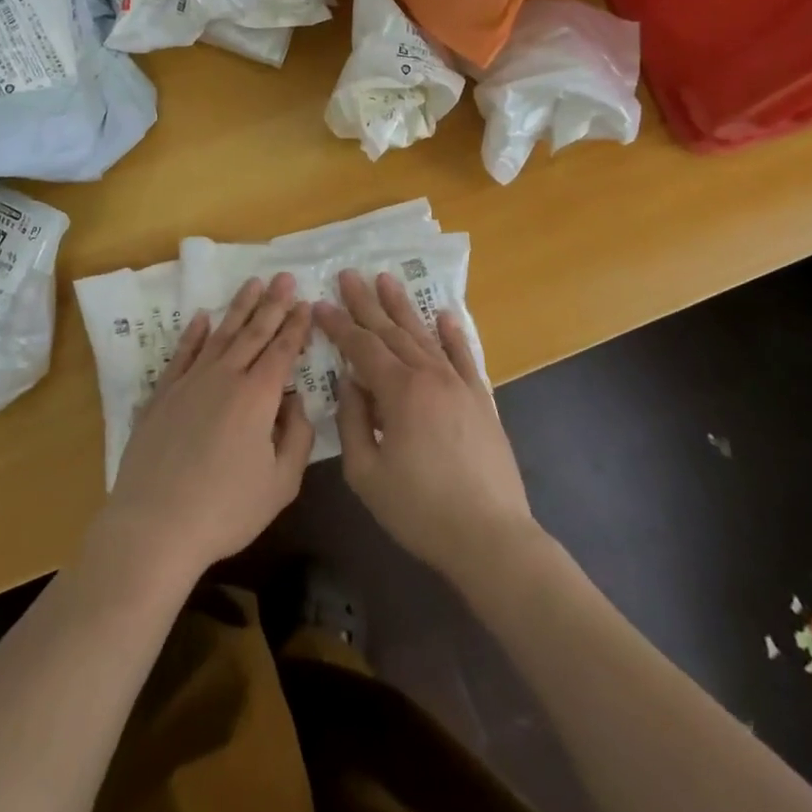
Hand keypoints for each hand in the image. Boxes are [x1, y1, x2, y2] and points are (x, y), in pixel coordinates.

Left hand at [98, 273, 315, 590]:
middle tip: (284, 276)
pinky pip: (182, 354)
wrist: (155, 524)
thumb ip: (296, 436)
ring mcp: (189, 382)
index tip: (305, 301)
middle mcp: (224, 377)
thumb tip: (295, 400)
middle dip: (272, 303)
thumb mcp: (281, 484)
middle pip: (253, 332)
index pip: (282, 350)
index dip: (295, 325)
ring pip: (220, 335)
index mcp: (257, 396)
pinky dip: (193, 334)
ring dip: (238, 308)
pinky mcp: (163, 394)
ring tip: (252, 284)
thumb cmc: (226, 510)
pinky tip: (201, 317)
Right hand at [314, 270, 537, 587]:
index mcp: (399, 391)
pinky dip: (453, 334)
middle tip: (349, 274)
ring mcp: (459, 385)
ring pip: (425, 336)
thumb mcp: (366, 473)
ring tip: (387, 280)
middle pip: (392, 331)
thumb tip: (350, 383)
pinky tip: (445, 314)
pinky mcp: (481, 400)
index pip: (362, 347)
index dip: (338, 325)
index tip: (319, 304)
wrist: (491, 537)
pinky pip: (465, 357)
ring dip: (404, 308)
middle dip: (367, 302)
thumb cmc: (420, 510)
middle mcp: (430, 376)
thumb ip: (352, 421)